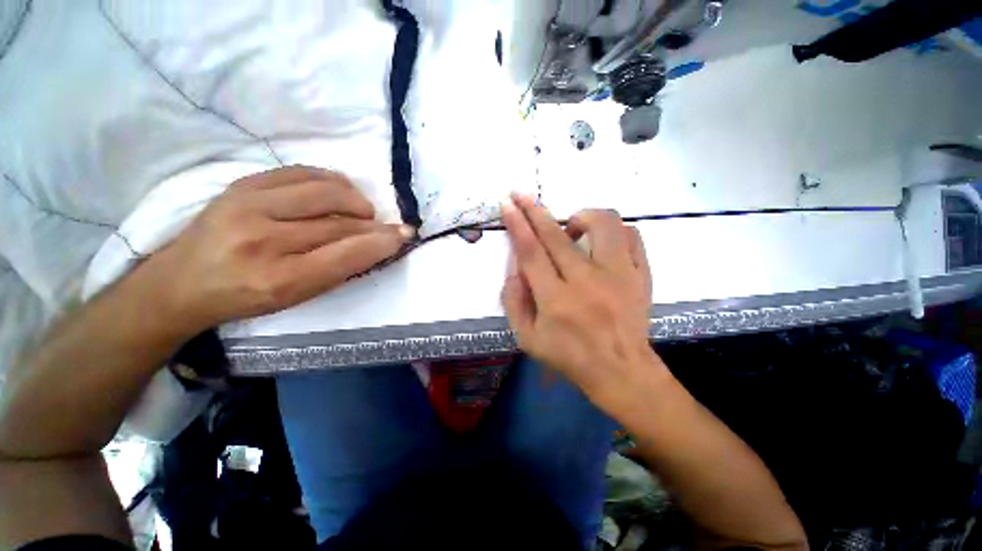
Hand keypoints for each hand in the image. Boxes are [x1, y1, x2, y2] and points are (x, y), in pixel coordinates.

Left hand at [143, 166, 413, 331]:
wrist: (182, 281)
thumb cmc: (247, 297)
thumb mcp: (297, 297)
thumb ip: (339, 269)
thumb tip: (378, 242)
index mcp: (280, 279)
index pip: (347, 254)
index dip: (382, 242)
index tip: (405, 234)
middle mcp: (263, 240)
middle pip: (340, 223)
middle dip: (373, 224)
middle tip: (386, 226)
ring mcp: (249, 205)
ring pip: (325, 192)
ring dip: (355, 200)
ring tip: (361, 211)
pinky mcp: (243, 184)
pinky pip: (302, 172)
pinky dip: (330, 180)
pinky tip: (338, 192)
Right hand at [500, 194, 660, 407]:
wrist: (621, 370)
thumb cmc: (569, 356)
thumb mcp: (527, 338)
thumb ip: (513, 300)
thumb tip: (514, 266)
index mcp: (556, 301)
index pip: (531, 252)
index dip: (517, 225)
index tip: (508, 204)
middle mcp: (587, 282)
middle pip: (557, 235)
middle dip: (534, 209)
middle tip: (522, 195)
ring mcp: (619, 276)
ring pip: (603, 224)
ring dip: (580, 216)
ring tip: (571, 228)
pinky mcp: (641, 275)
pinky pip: (631, 236)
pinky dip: (613, 229)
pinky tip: (600, 240)